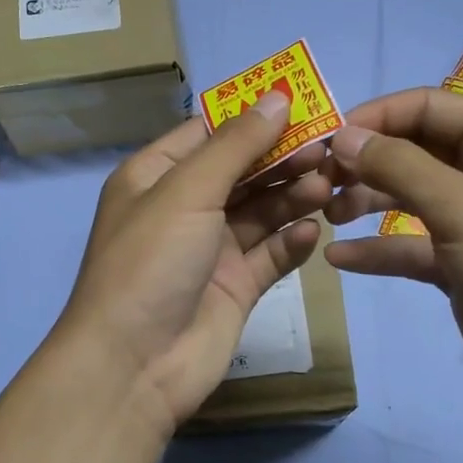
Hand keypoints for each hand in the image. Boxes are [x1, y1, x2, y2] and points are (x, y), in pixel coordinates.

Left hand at [56, 93, 330, 434]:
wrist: (133, 365)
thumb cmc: (150, 262)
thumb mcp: (188, 191)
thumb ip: (236, 145)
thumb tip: (278, 96)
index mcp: (157, 176)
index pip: (210, 132)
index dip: (254, 117)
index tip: (305, 105)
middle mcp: (184, 207)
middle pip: (242, 170)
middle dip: (282, 158)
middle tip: (328, 151)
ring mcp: (210, 249)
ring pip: (261, 211)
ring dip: (293, 197)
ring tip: (328, 187)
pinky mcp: (235, 287)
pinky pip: (270, 254)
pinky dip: (292, 241)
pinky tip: (314, 231)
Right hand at [322, 88, 462, 426]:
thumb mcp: (460, 205)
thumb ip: (397, 165)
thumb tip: (342, 136)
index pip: (426, 106)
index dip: (374, 118)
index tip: (325, 140)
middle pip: (413, 149)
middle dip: (365, 162)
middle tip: (318, 182)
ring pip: (408, 195)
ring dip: (366, 201)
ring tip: (325, 215)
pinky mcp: (461, 262)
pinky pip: (411, 244)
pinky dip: (378, 248)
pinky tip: (339, 259)